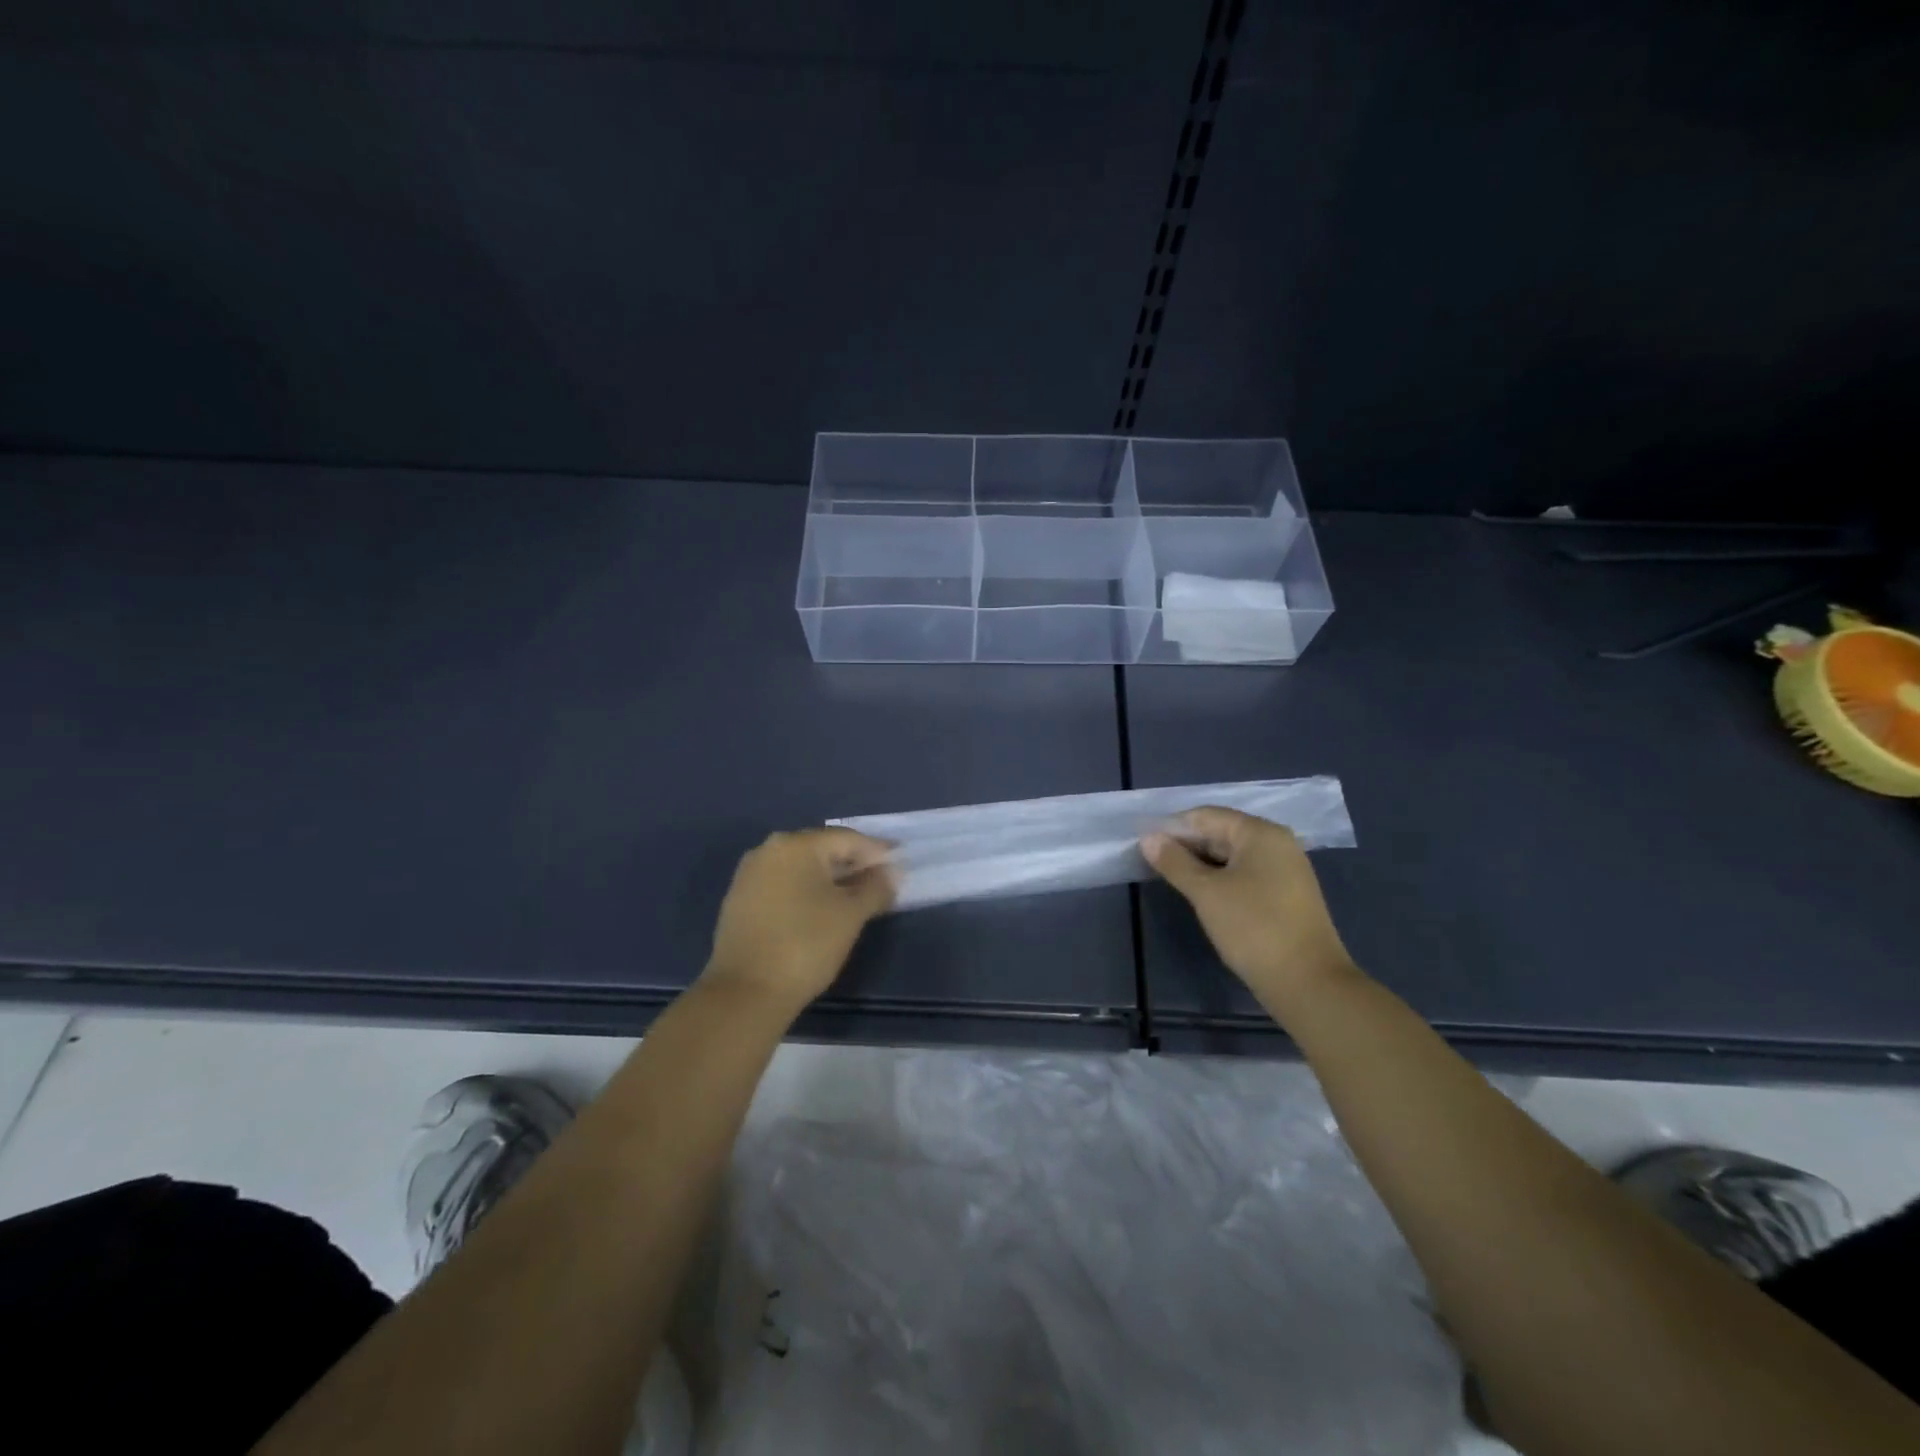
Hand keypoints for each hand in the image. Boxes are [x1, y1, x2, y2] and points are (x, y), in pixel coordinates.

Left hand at [703, 827, 895, 1012]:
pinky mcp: (741, 900)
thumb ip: (876, 887)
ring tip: (857, 899)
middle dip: (854, 865)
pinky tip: (823, 911)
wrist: (744, 993)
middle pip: (823, 850)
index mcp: (796, 845)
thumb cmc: (805, 945)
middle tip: (881, 883)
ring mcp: (750, 875)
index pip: (847, 839)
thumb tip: (891, 872)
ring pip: (802, 868)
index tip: (900, 865)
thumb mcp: (851, 915)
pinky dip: (808, 892)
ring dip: (831, 880)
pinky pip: (784, 885)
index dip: (877, 852)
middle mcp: (769, 850)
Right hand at [1142, 807, 1355, 1007]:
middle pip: (1220, 832)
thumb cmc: (1254, 928)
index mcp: (1260, 833)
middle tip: (1151, 862)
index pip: (1206, 816)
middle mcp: (1277, 843)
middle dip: (1186, 845)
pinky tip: (1200, 893)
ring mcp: (1285, 869)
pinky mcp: (1286, 894)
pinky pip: (1245, 874)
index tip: (1143, 844)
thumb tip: (1148, 838)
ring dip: (1200, 864)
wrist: (1308, 983)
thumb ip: (1174, 862)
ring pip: (1232, 855)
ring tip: (1170, 877)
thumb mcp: (1206, 892)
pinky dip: (1220, 878)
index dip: (1172, 827)